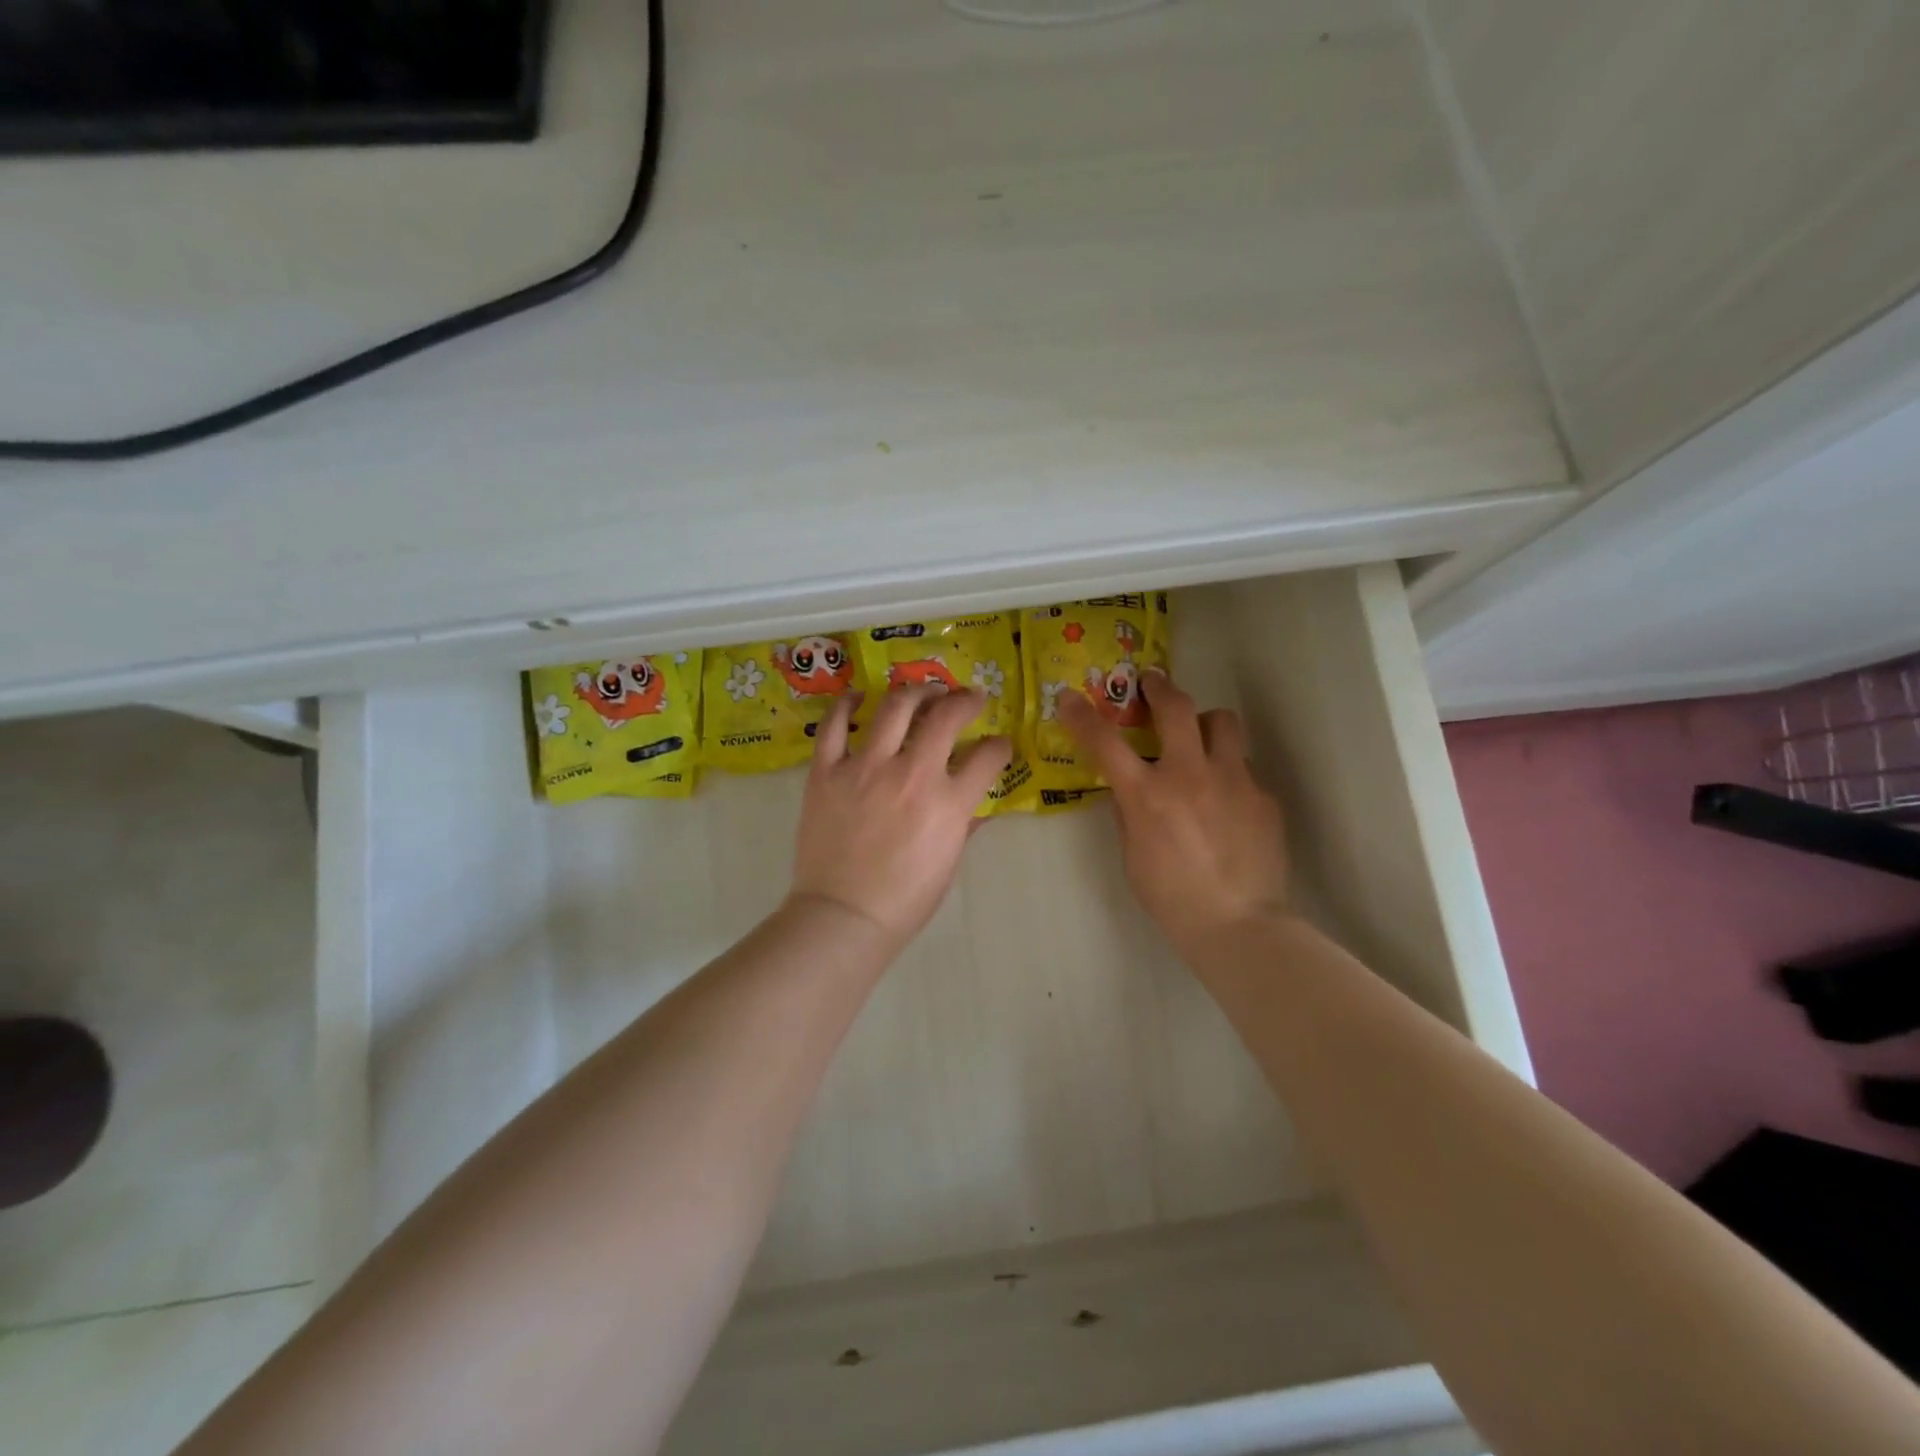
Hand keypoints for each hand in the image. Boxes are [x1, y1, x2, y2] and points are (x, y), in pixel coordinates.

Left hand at [790, 686, 1012, 948]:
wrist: (842, 916)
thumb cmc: (904, 900)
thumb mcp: (948, 864)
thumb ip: (964, 825)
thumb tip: (977, 805)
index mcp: (948, 803)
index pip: (987, 757)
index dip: (999, 746)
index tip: (999, 744)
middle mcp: (911, 775)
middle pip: (945, 717)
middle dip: (965, 701)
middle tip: (969, 698)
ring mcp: (865, 768)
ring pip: (895, 708)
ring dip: (916, 692)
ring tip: (924, 692)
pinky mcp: (827, 771)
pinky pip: (834, 725)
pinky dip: (846, 704)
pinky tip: (858, 696)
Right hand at [1057, 670, 1287, 955]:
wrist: (1238, 925)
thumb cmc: (1171, 898)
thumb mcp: (1133, 855)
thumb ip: (1130, 813)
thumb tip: (1130, 789)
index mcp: (1147, 795)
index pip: (1105, 742)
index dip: (1082, 716)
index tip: (1070, 698)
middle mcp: (1190, 775)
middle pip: (1177, 708)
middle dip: (1160, 687)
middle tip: (1152, 682)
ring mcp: (1232, 781)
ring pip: (1223, 722)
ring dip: (1205, 723)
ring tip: (1200, 739)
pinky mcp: (1263, 796)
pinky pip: (1243, 768)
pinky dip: (1228, 774)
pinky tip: (1228, 804)